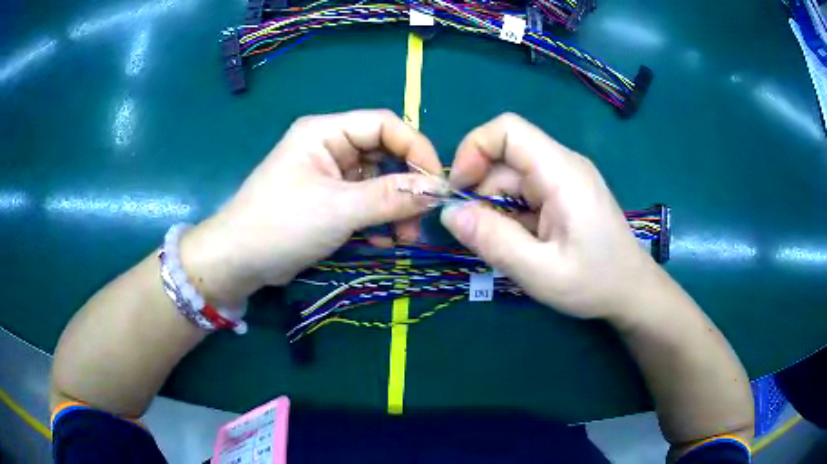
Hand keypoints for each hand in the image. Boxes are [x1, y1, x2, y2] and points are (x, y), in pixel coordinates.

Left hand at [181, 110, 442, 304]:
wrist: (238, 261)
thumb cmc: (281, 224)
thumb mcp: (338, 209)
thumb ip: (390, 197)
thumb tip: (438, 190)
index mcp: (325, 131)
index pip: (384, 124)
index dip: (415, 148)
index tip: (436, 183)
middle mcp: (329, 146)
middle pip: (383, 153)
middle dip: (406, 185)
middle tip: (420, 218)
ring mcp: (328, 174)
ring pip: (377, 181)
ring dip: (394, 208)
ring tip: (403, 238)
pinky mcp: (328, 199)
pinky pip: (364, 201)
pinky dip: (378, 219)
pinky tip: (383, 241)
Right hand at [440, 113, 659, 320]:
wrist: (632, 292)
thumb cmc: (595, 283)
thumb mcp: (540, 272)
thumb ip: (493, 241)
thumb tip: (449, 213)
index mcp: (562, 173)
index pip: (508, 129)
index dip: (474, 149)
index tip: (459, 191)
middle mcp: (563, 165)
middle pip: (505, 157)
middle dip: (482, 191)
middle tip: (478, 235)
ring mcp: (564, 178)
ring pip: (511, 177)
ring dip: (496, 208)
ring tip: (506, 247)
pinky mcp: (563, 193)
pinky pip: (524, 192)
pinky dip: (510, 214)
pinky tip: (521, 244)